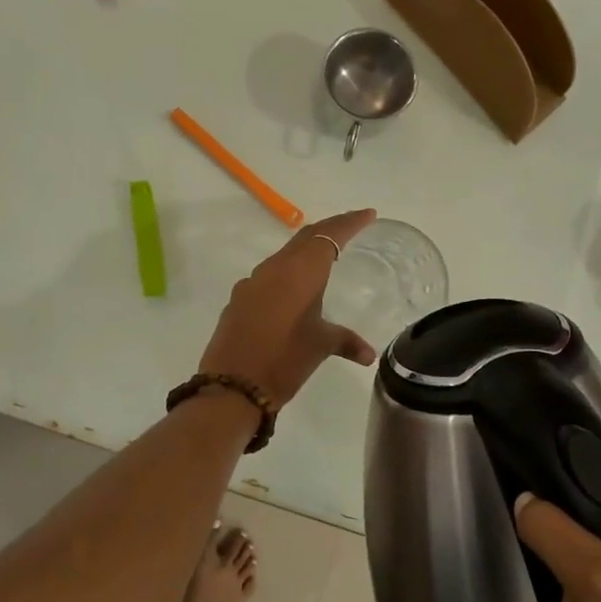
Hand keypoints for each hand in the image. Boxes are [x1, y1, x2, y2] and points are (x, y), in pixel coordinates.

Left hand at [197, 209, 379, 406]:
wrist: (232, 386)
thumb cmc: (284, 360)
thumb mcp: (320, 346)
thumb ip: (346, 341)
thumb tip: (368, 353)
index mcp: (300, 271)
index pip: (329, 235)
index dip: (350, 222)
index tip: (368, 215)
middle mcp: (275, 268)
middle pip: (306, 238)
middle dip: (330, 230)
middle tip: (351, 228)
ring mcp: (252, 282)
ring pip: (285, 255)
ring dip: (305, 251)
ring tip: (325, 258)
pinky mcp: (239, 299)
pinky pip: (269, 276)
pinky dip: (287, 273)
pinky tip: (293, 290)